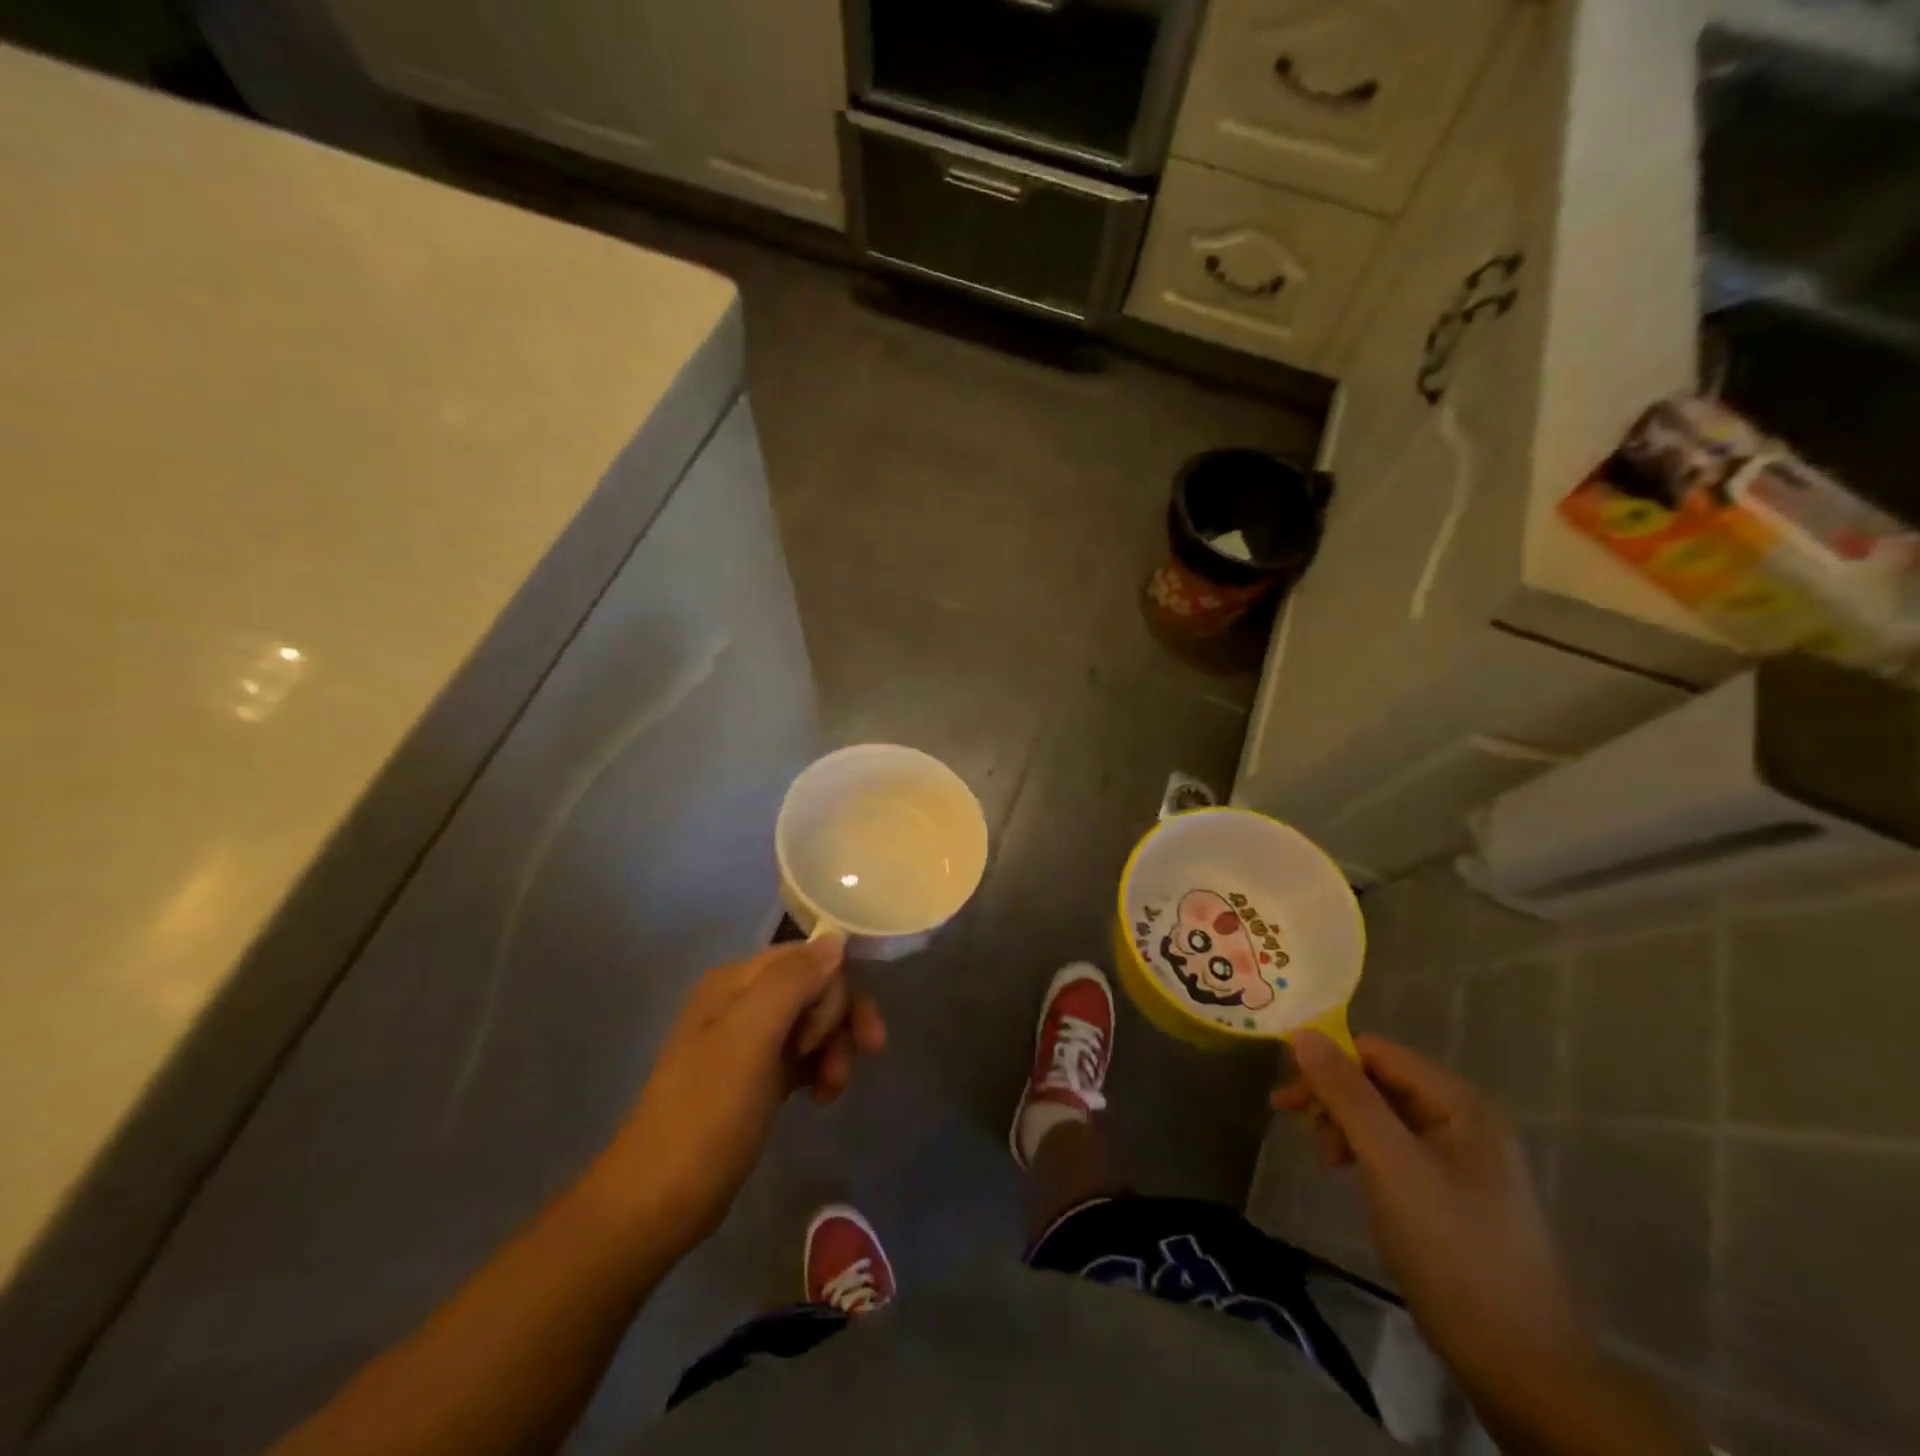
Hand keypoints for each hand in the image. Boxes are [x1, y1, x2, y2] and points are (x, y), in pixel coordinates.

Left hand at [603, 936, 885, 1247]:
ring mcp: (748, 1040)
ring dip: (834, 1048)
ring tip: (834, 1088)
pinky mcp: (757, 1076)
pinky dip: (821, 1068)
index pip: (809, 958)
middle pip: (815, 988)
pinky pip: (803, 1053)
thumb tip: (835, 941)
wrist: (656, 1203)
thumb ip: (792, 982)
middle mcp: (742, 1000)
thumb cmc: (706, 1115)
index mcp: (735, 980)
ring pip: (814, 1021)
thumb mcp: (749, 1039)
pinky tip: (824, 1097)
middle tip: (843, 1067)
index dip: (837, 990)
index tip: (848, 1035)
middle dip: (839, 1022)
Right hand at [1272, 1034, 1582, 1388]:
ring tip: (1323, 1159)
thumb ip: (1347, 1094)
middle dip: (1333, 1096)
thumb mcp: (1389, 1162)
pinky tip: (1349, 1175)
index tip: (1286, 1087)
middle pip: (1380, 1081)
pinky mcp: (1454, 1193)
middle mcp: (1466, 1120)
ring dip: (1344, 1125)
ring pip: (1385, 1116)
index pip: (1378, 1053)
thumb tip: (1302, 1033)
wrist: (1518, 1365)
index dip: (1328, 1060)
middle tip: (1287, 1116)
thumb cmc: (1450, 1248)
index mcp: (1461, 1103)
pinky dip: (1364, 1152)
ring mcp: (1463, 1159)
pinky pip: (1397, 1149)